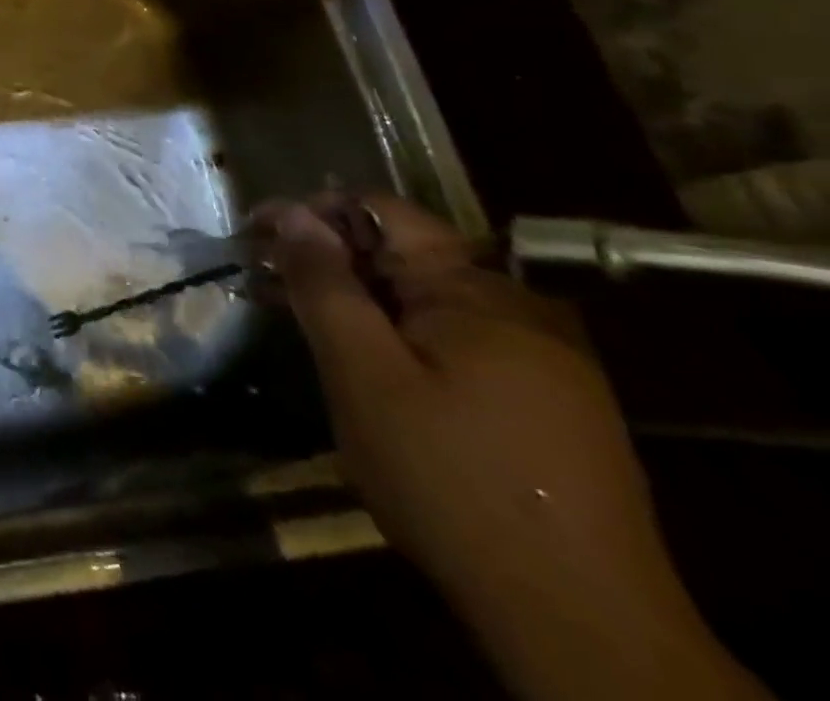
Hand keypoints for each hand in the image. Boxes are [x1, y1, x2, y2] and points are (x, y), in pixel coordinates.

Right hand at [266, 194, 765, 700]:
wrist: (583, 627)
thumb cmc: (450, 481)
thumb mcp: (364, 375)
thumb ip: (325, 286)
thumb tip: (290, 213)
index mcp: (475, 289)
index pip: (379, 211)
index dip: (311, 213)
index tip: (255, 234)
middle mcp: (515, 306)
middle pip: (401, 253)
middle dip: (327, 259)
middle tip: (266, 283)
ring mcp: (539, 356)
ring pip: (423, 299)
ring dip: (358, 300)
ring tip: (301, 322)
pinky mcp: (546, 402)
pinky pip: (453, 341)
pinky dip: (397, 336)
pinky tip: (366, 367)